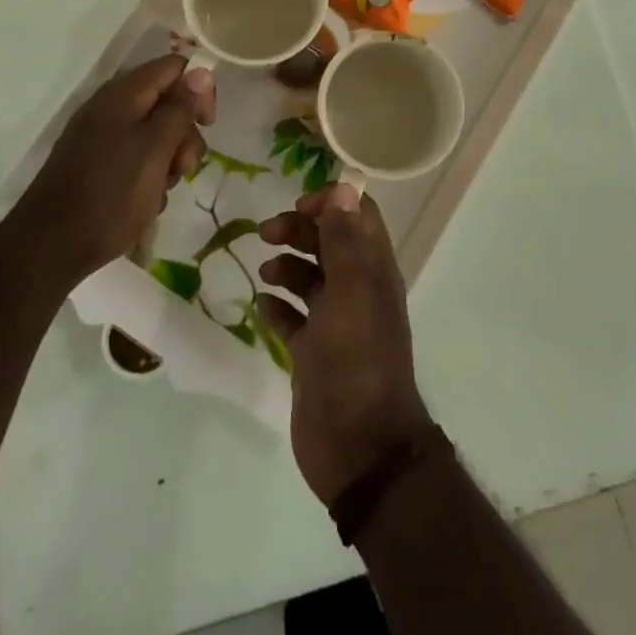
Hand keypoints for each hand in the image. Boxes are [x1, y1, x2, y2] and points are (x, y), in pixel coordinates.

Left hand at [16, 56, 214, 283]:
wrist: (49, 247)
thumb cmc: (110, 194)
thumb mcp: (156, 149)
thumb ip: (180, 108)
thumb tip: (201, 71)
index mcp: (123, 94)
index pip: (174, 67)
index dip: (199, 89)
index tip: (207, 124)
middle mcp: (110, 107)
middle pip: (166, 102)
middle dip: (184, 134)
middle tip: (184, 168)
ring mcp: (99, 136)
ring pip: (154, 134)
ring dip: (168, 160)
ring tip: (160, 192)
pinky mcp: (95, 163)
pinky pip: (135, 157)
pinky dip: (148, 176)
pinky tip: (144, 203)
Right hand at [257, 185, 434, 507]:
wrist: (358, 445)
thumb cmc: (357, 357)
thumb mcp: (352, 289)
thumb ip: (345, 239)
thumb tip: (345, 188)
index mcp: (374, 270)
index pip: (357, 216)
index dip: (331, 203)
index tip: (298, 207)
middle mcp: (356, 290)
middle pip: (328, 242)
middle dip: (299, 230)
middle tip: (266, 233)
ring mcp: (334, 323)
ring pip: (308, 278)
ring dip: (286, 266)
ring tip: (265, 272)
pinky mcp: (312, 353)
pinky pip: (292, 318)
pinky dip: (276, 307)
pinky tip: (262, 306)